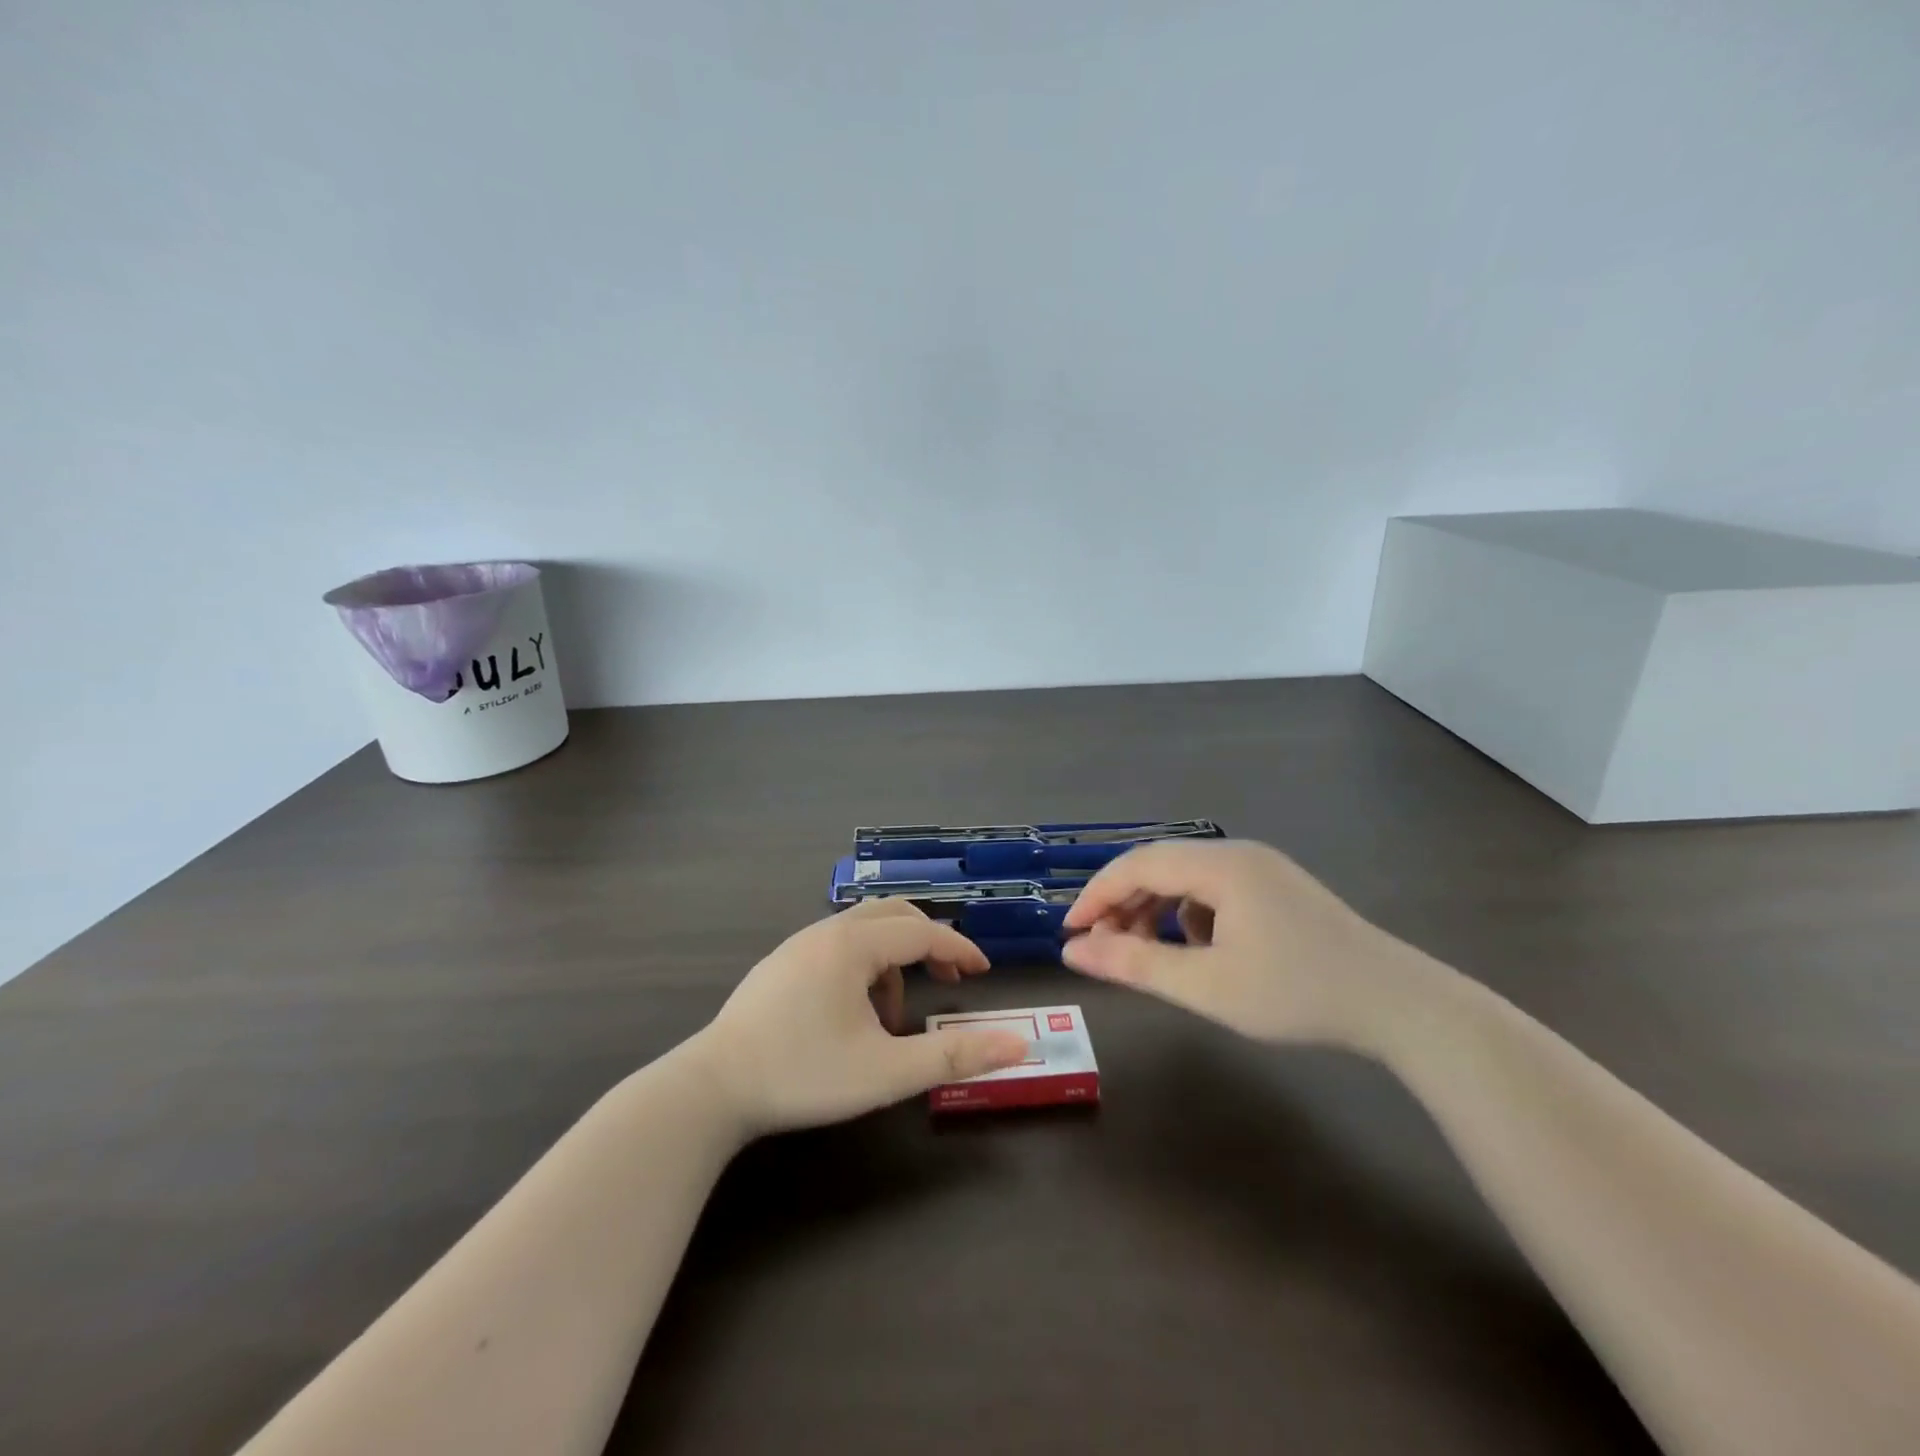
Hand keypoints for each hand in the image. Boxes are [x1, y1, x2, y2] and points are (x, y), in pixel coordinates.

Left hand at [692, 900, 1030, 1134]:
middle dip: (928, 944)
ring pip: (863, 930)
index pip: (922, 932)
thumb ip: (954, 1056)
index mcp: (854, 945)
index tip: (984, 973)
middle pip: (894, 915)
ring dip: (893, 960)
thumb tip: (1018, 1045)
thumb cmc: (804, 1074)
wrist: (711, 1089)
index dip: (959, 950)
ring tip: (893, 1017)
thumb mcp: (886, 1072)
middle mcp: (827, 932)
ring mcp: (797, 945)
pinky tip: (852, 1014)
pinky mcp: (778, 964)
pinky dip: (862, 966)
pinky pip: (836, 945)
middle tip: (949, 982)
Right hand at [1060, 839, 1425, 1048]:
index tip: (1069, 932)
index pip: (1137, 865)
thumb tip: (1072, 951)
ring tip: (1143, 952)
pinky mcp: (1277, 887)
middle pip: (1159, 865)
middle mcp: (1238, 853)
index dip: (1096, 895)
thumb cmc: (1297, 994)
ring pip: (1186, 877)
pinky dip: (1189, 914)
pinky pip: (1214, 888)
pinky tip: (1197, 950)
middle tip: (1101, 947)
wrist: (1399, 1005)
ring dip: (1155, 909)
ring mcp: (1261, 867)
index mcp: (1220, 865)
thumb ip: (1134, 964)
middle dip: (1123, 903)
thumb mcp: (1206, 986)